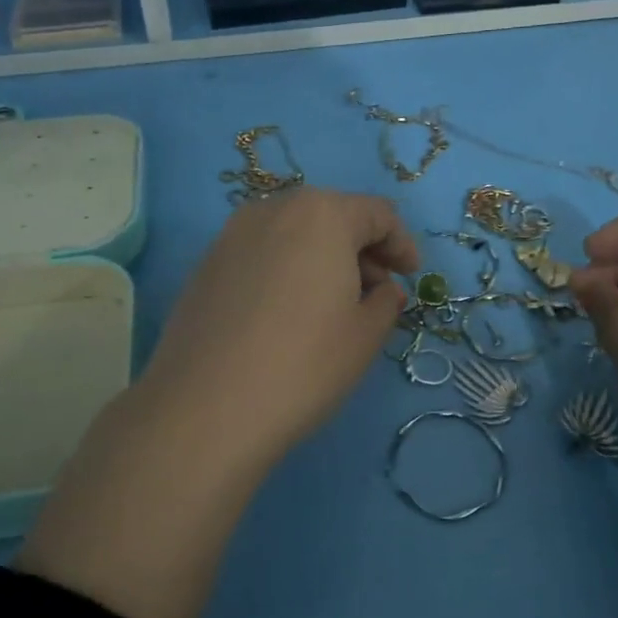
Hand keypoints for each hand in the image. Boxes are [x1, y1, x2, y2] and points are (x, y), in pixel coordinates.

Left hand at [134, 187, 418, 474]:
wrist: (206, 408)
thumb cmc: (303, 364)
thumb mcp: (365, 335)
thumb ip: (385, 302)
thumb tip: (383, 291)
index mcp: (322, 213)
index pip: (377, 213)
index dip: (402, 243)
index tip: (411, 277)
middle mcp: (274, 209)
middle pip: (332, 216)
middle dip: (362, 249)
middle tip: (375, 293)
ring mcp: (232, 234)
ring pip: (294, 232)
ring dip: (323, 258)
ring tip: (332, 306)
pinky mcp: (206, 264)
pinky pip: (262, 253)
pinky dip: (287, 269)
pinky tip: (288, 313)